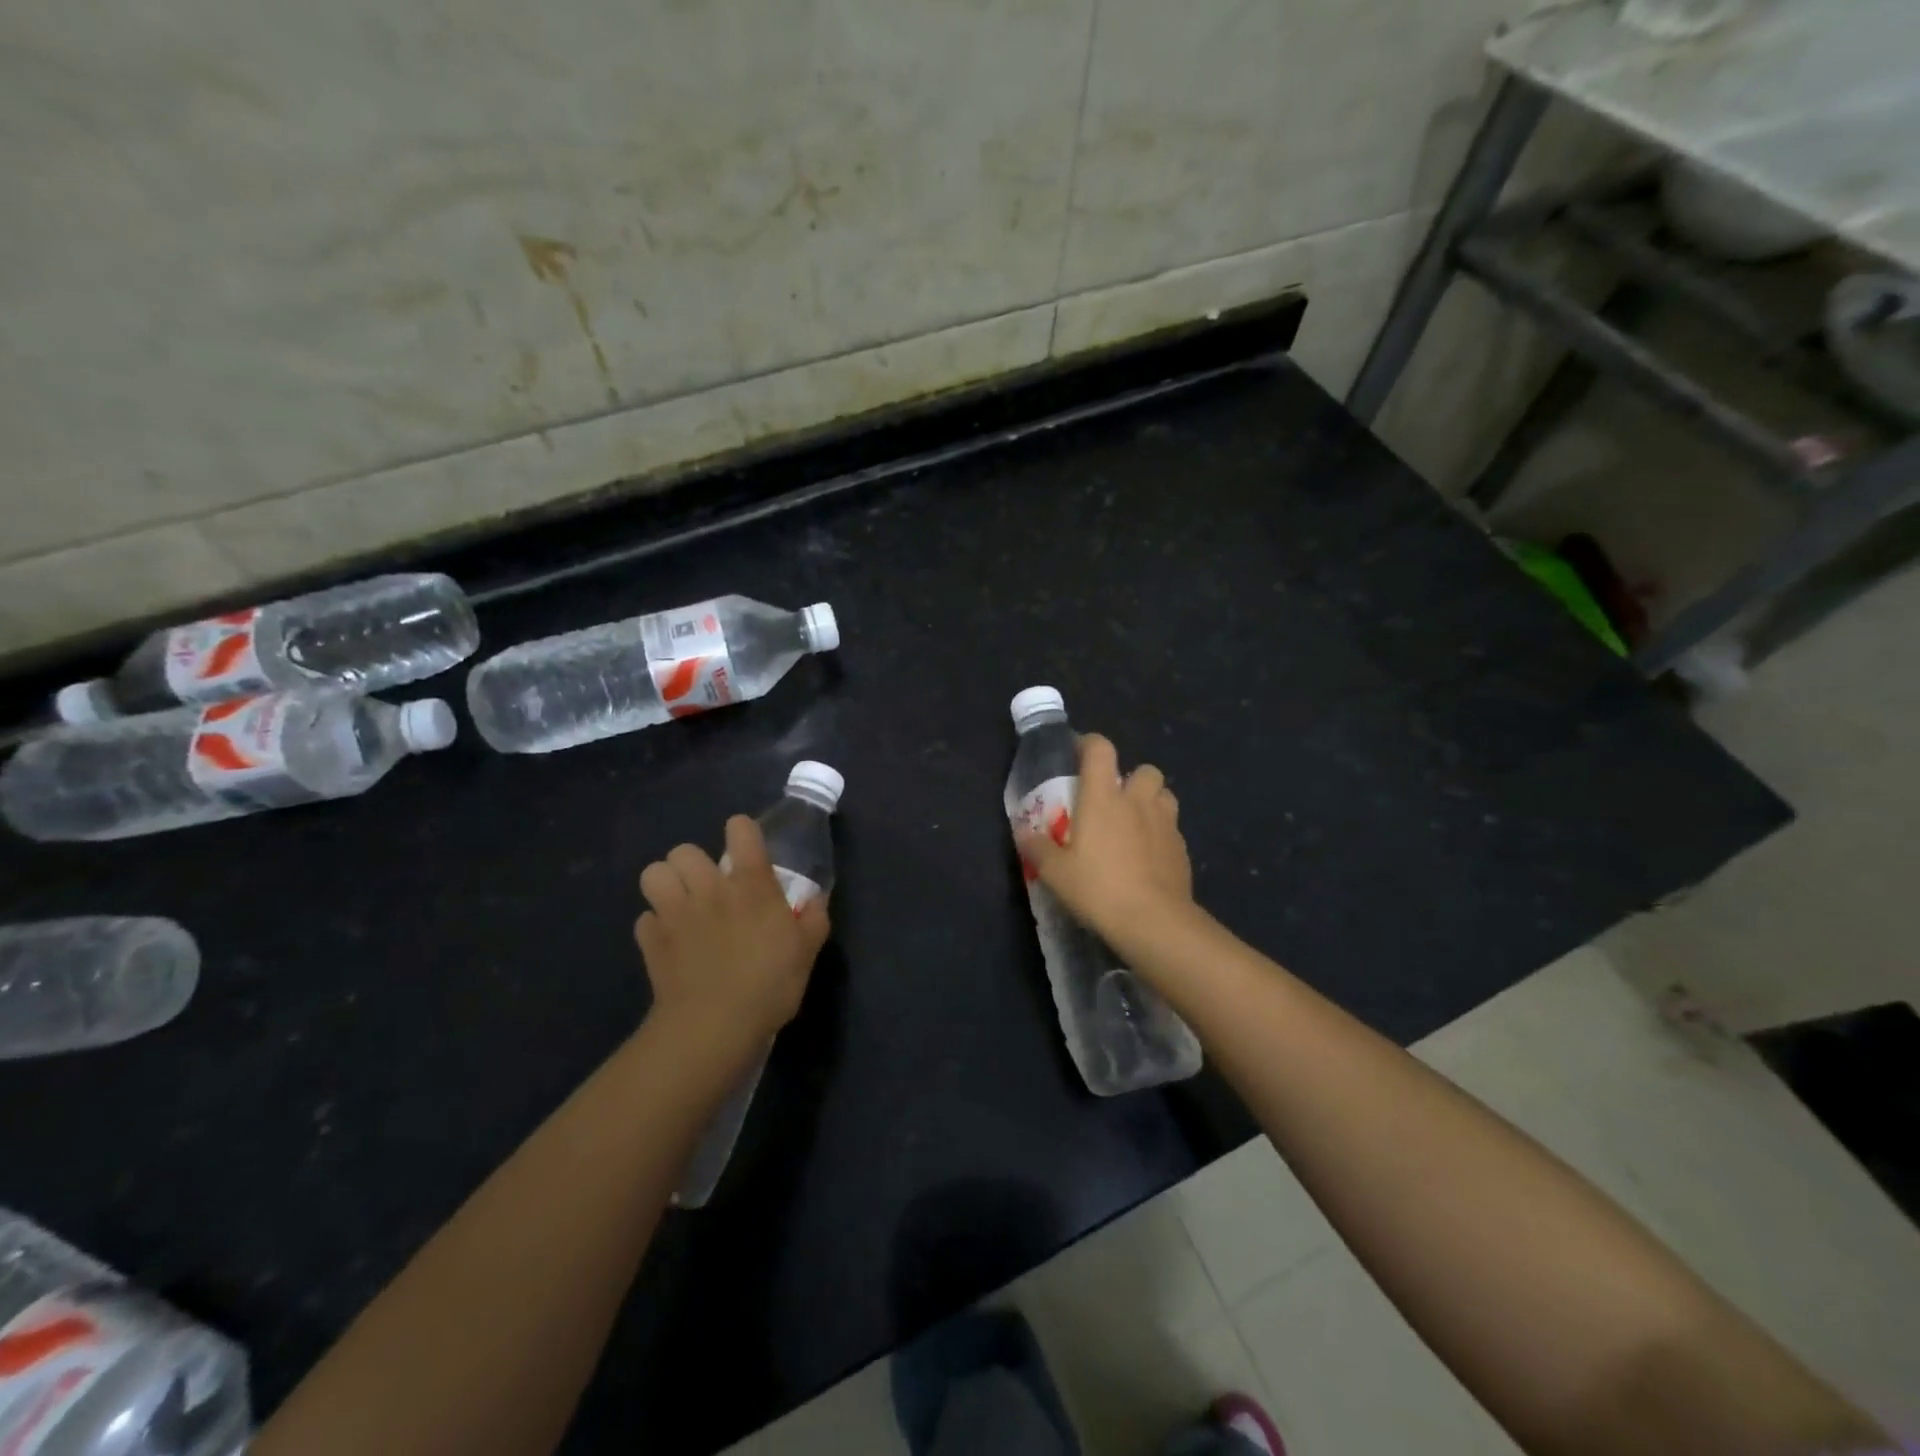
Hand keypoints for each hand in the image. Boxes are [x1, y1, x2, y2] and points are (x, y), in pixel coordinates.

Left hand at [635, 816, 830, 1056]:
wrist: (715, 1026)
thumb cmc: (770, 984)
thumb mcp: (808, 951)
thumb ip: (814, 918)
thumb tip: (815, 898)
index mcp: (751, 884)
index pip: (741, 830)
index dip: (742, 832)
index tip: (747, 850)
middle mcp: (710, 889)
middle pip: (684, 850)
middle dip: (693, 863)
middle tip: (707, 887)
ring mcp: (675, 914)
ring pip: (653, 874)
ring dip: (665, 885)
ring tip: (679, 905)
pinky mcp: (651, 942)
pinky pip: (644, 920)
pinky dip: (655, 927)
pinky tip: (669, 943)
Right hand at [1017, 734, 1194, 944]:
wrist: (1154, 921)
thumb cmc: (1098, 889)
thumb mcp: (1056, 873)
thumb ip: (1038, 848)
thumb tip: (1024, 833)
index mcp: (1103, 797)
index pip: (1100, 749)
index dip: (1090, 745)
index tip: (1079, 755)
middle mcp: (1138, 801)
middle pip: (1144, 769)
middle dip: (1131, 779)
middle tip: (1114, 801)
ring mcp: (1166, 823)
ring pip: (1164, 795)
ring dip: (1151, 802)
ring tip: (1135, 824)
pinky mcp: (1182, 849)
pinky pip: (1172, 829)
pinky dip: (1161, 834)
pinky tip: (1149, 857)